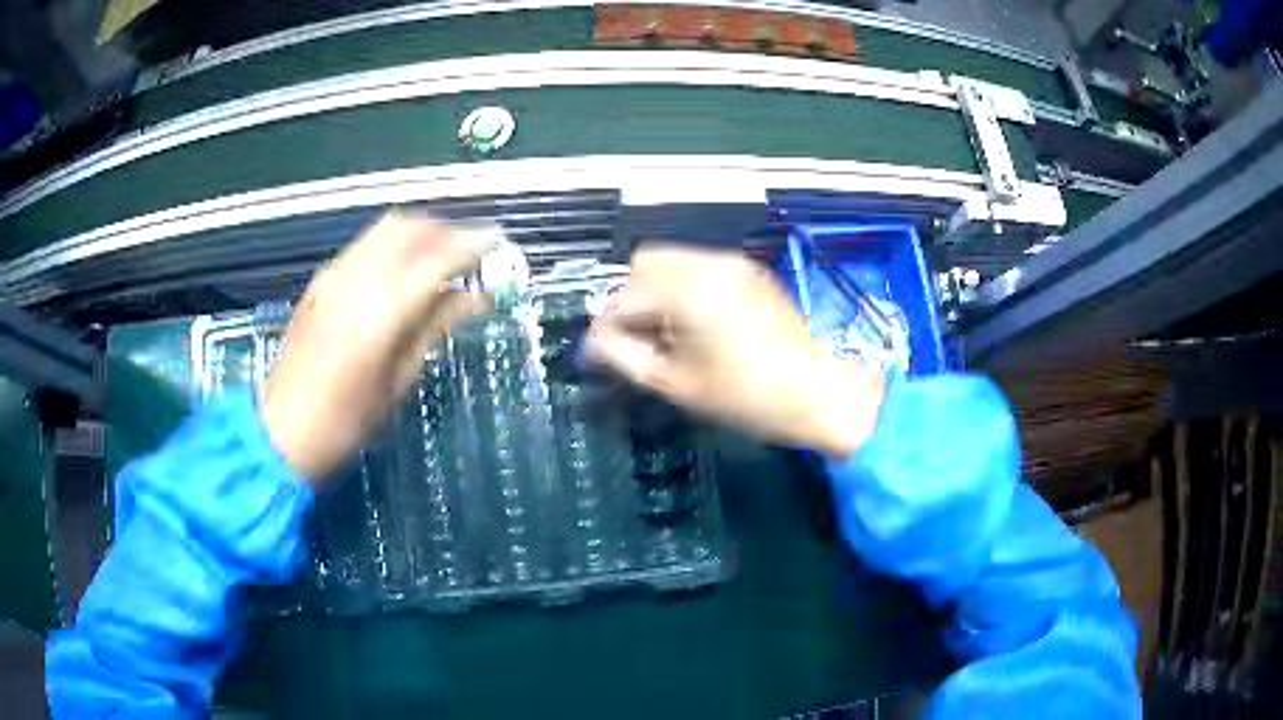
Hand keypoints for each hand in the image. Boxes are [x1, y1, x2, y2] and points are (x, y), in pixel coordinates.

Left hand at [261, 210, 497, 483]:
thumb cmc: (348, 420)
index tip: (500, 244)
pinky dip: (393, 244)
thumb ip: (437, 326)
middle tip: (471, 250)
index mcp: (384, 309)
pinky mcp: (321, 279)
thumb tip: (478, 297)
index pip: (440, 256)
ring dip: (421, 231)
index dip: (475, 244)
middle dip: (447, 229)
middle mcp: (358, 277)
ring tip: (441, 254)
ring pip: (386, 228)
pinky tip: (402, 268)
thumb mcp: (400, 378)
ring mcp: (335, 273)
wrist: (283, 430)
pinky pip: (365, 244)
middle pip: (412, 226)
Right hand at [587, 245, 884, 457]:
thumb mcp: (675, 384)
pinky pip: (698, 267)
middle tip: (634, 341)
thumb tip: (595, 344)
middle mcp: (707, 263)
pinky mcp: (747, 270)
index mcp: (687, 290)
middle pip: (643, 264)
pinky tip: (692, 325)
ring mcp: (731, 263)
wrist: (816, 392)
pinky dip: (682, 288)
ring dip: (654, 292)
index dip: (606, 327)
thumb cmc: (746, 396)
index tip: (600, 354)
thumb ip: (624, 357)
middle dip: (630, 300)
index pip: (623, 297)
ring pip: (670, 261)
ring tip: (663, 335)